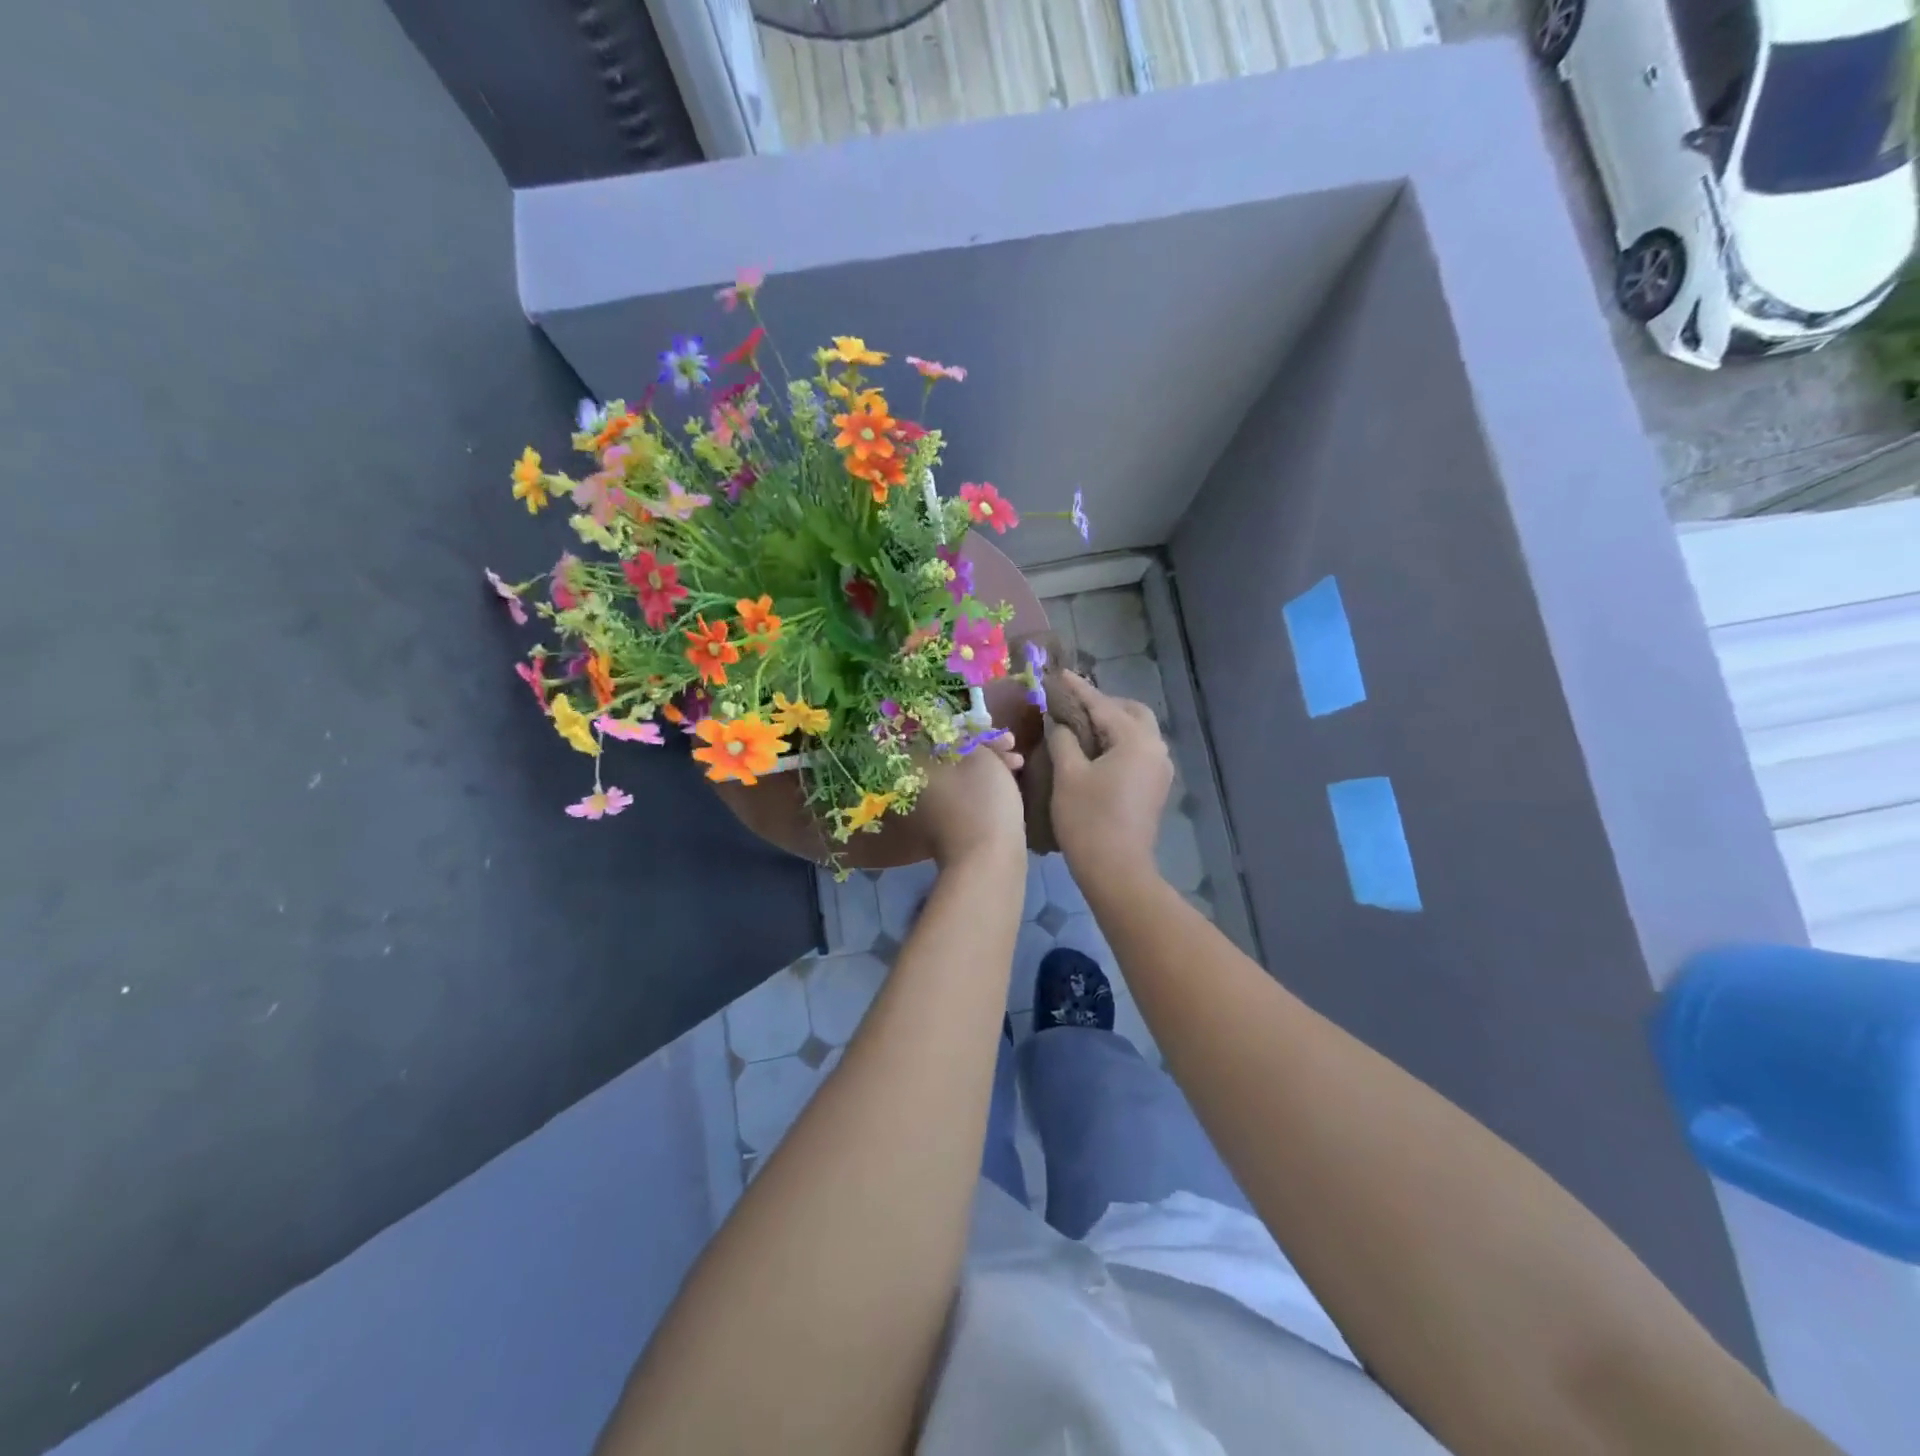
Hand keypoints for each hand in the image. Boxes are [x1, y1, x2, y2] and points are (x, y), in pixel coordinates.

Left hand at [915, 732, 1026, 868]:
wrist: (988, 860)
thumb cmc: (982, 801)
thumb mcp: (980, 756)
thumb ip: (968, 737)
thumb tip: (957, 733)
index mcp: (917, 767)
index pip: (936, 734)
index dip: (967, 727)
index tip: (992, 727)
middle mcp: (919, 786)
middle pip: (951, 753)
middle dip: (984, 746)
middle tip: (1012, 744)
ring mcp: (934, 809)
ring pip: (963, 774)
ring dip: (991, 764)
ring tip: (1019, 764)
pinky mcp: (952, 825)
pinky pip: (968, 794)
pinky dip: (987, 785)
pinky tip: (1012, 782)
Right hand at [1045, 672, 1171, 889]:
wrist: (1117, 870)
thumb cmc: (1088, 819)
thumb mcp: (1068, 775)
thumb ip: (1063, 739)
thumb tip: (1058, 722)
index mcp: (1136, 740)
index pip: (1103, 705)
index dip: (1078, 689)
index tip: (1059, 674)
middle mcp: (1156, 748)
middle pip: (1132, 712)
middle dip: (1104, 704)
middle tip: (1073, 706)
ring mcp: (1160, 769)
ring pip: (1138, 732)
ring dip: (1113, 724)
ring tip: (1080, 727)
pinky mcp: (1156, 787)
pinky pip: (1138, 751)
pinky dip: (1119, 742)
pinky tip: (1095, 751)